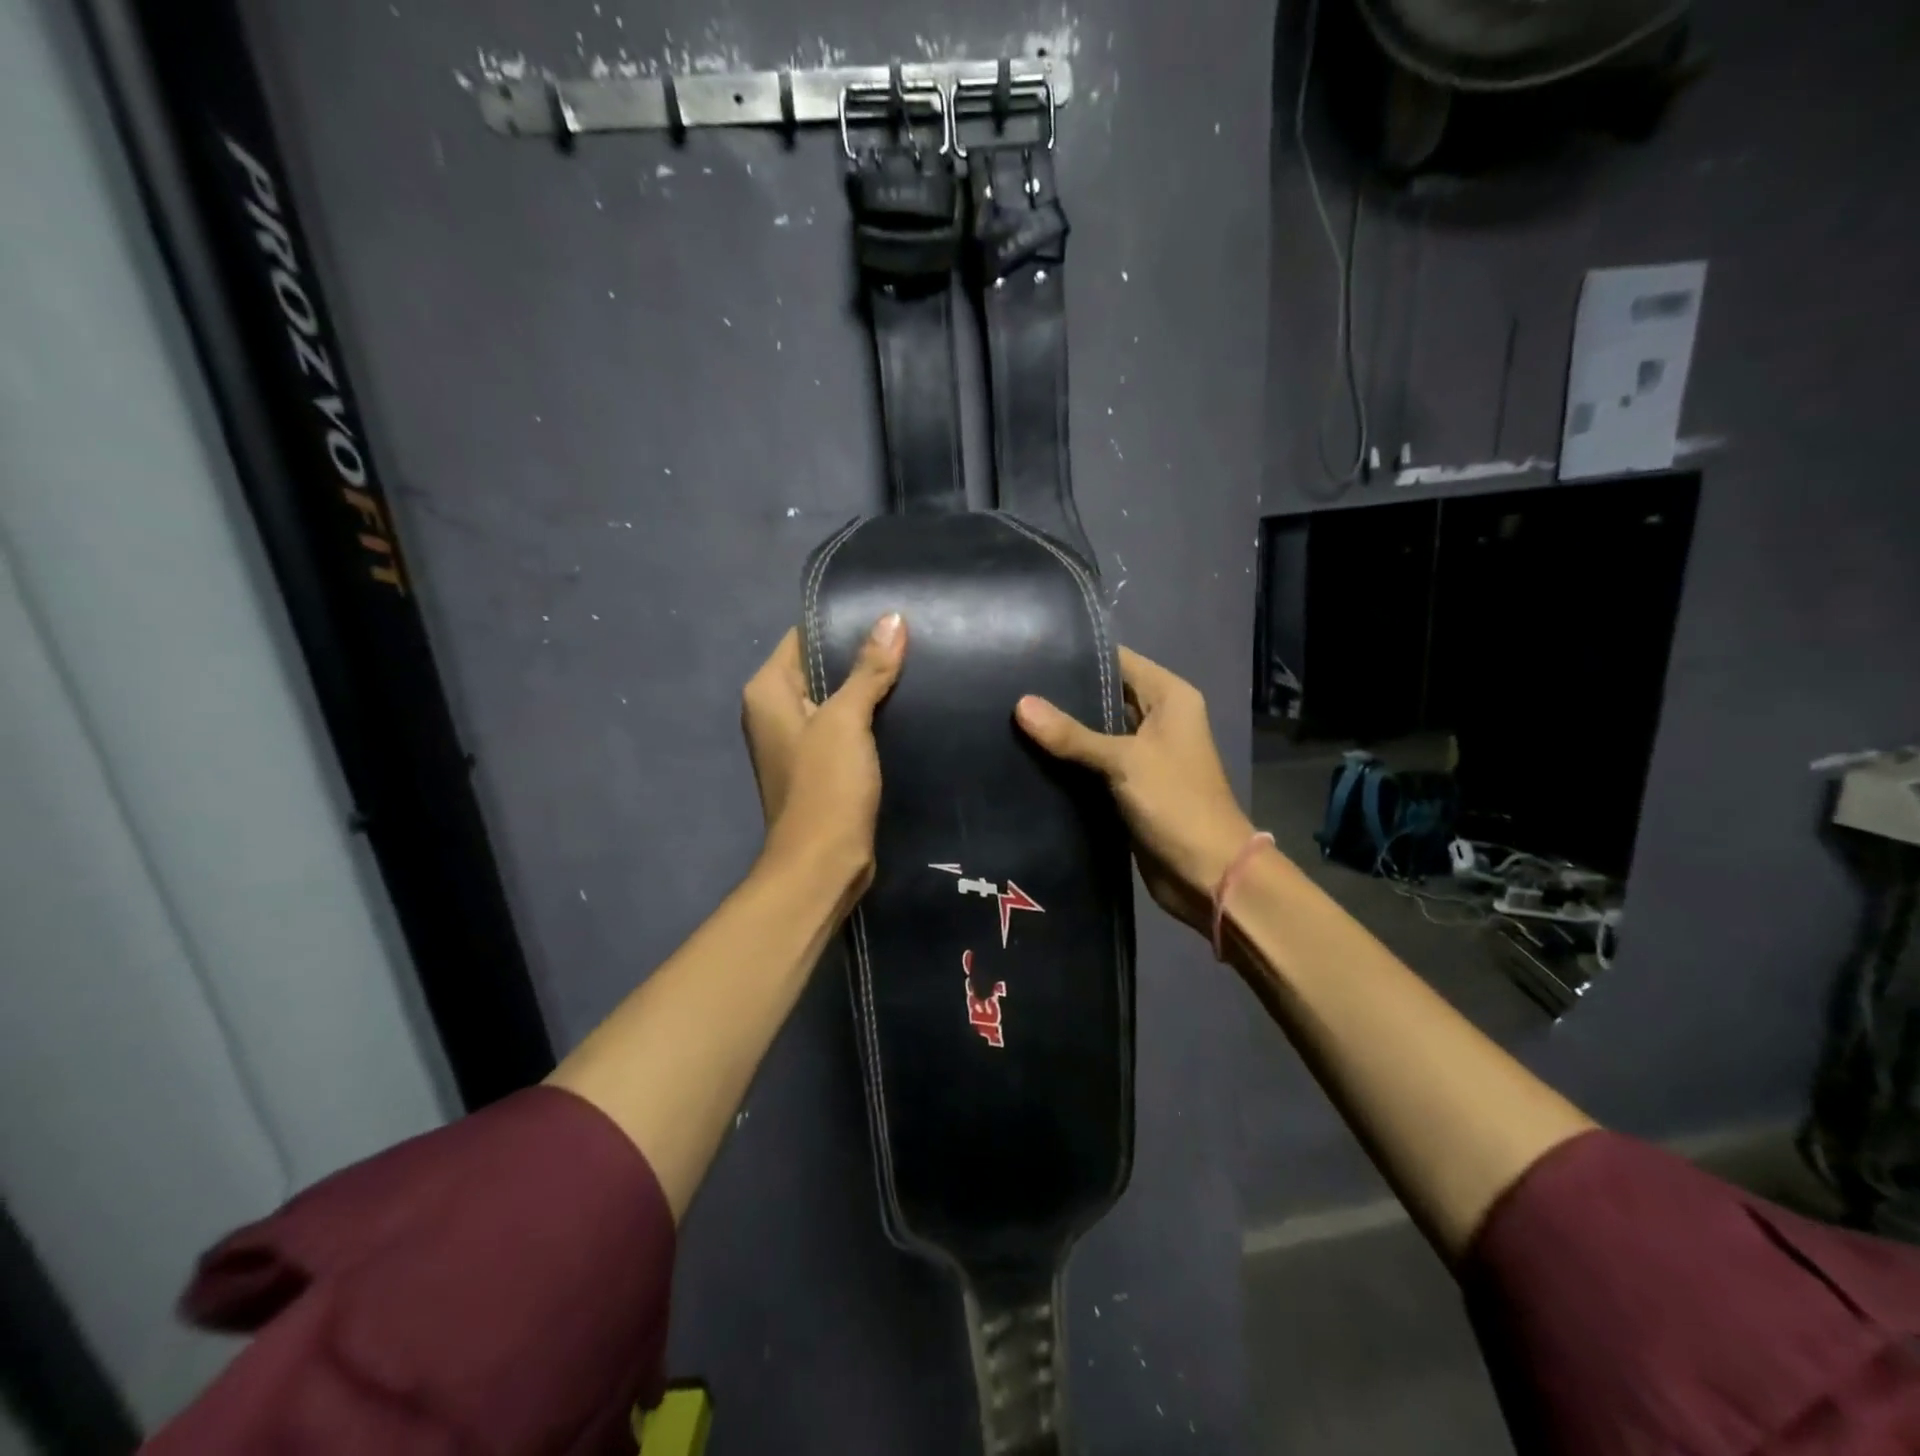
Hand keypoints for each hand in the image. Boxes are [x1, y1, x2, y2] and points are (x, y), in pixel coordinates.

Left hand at [741, 613, 905, 897]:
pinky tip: (905, 707)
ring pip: (837, 699)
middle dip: (862, 656)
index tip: (888, 614)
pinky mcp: (820, 766)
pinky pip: (845, 728)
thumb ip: (868, 669)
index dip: (843, 624)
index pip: (804, 637)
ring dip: (869, 688)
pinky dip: (870, 718)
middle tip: (911, 639)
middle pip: (821, 668)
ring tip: (915, 666)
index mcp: (768, 691)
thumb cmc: (826, 786)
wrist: (823, 863)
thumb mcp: (847, 720)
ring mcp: (798, 741)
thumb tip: (892, 618)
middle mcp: (775, 711)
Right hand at [1016, 648, 1257, 933]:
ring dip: (1062, 732)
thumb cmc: (1176, 804)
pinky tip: (1028, 756)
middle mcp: (1158, 719)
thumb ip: (1072, 734)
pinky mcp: (1129, 785)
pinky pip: (1093, 763)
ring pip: (1095, 732)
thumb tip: (1021, 705)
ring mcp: (1143, 754)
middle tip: (1009, 689)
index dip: (1078, 656)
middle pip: (1104, 696)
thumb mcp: (1124, 761)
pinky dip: (1068, 762)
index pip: (1118, 660)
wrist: (1208, 874)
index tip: (1029, 655)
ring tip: (1009, 718)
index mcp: (1169, 698)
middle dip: (1062, 696)